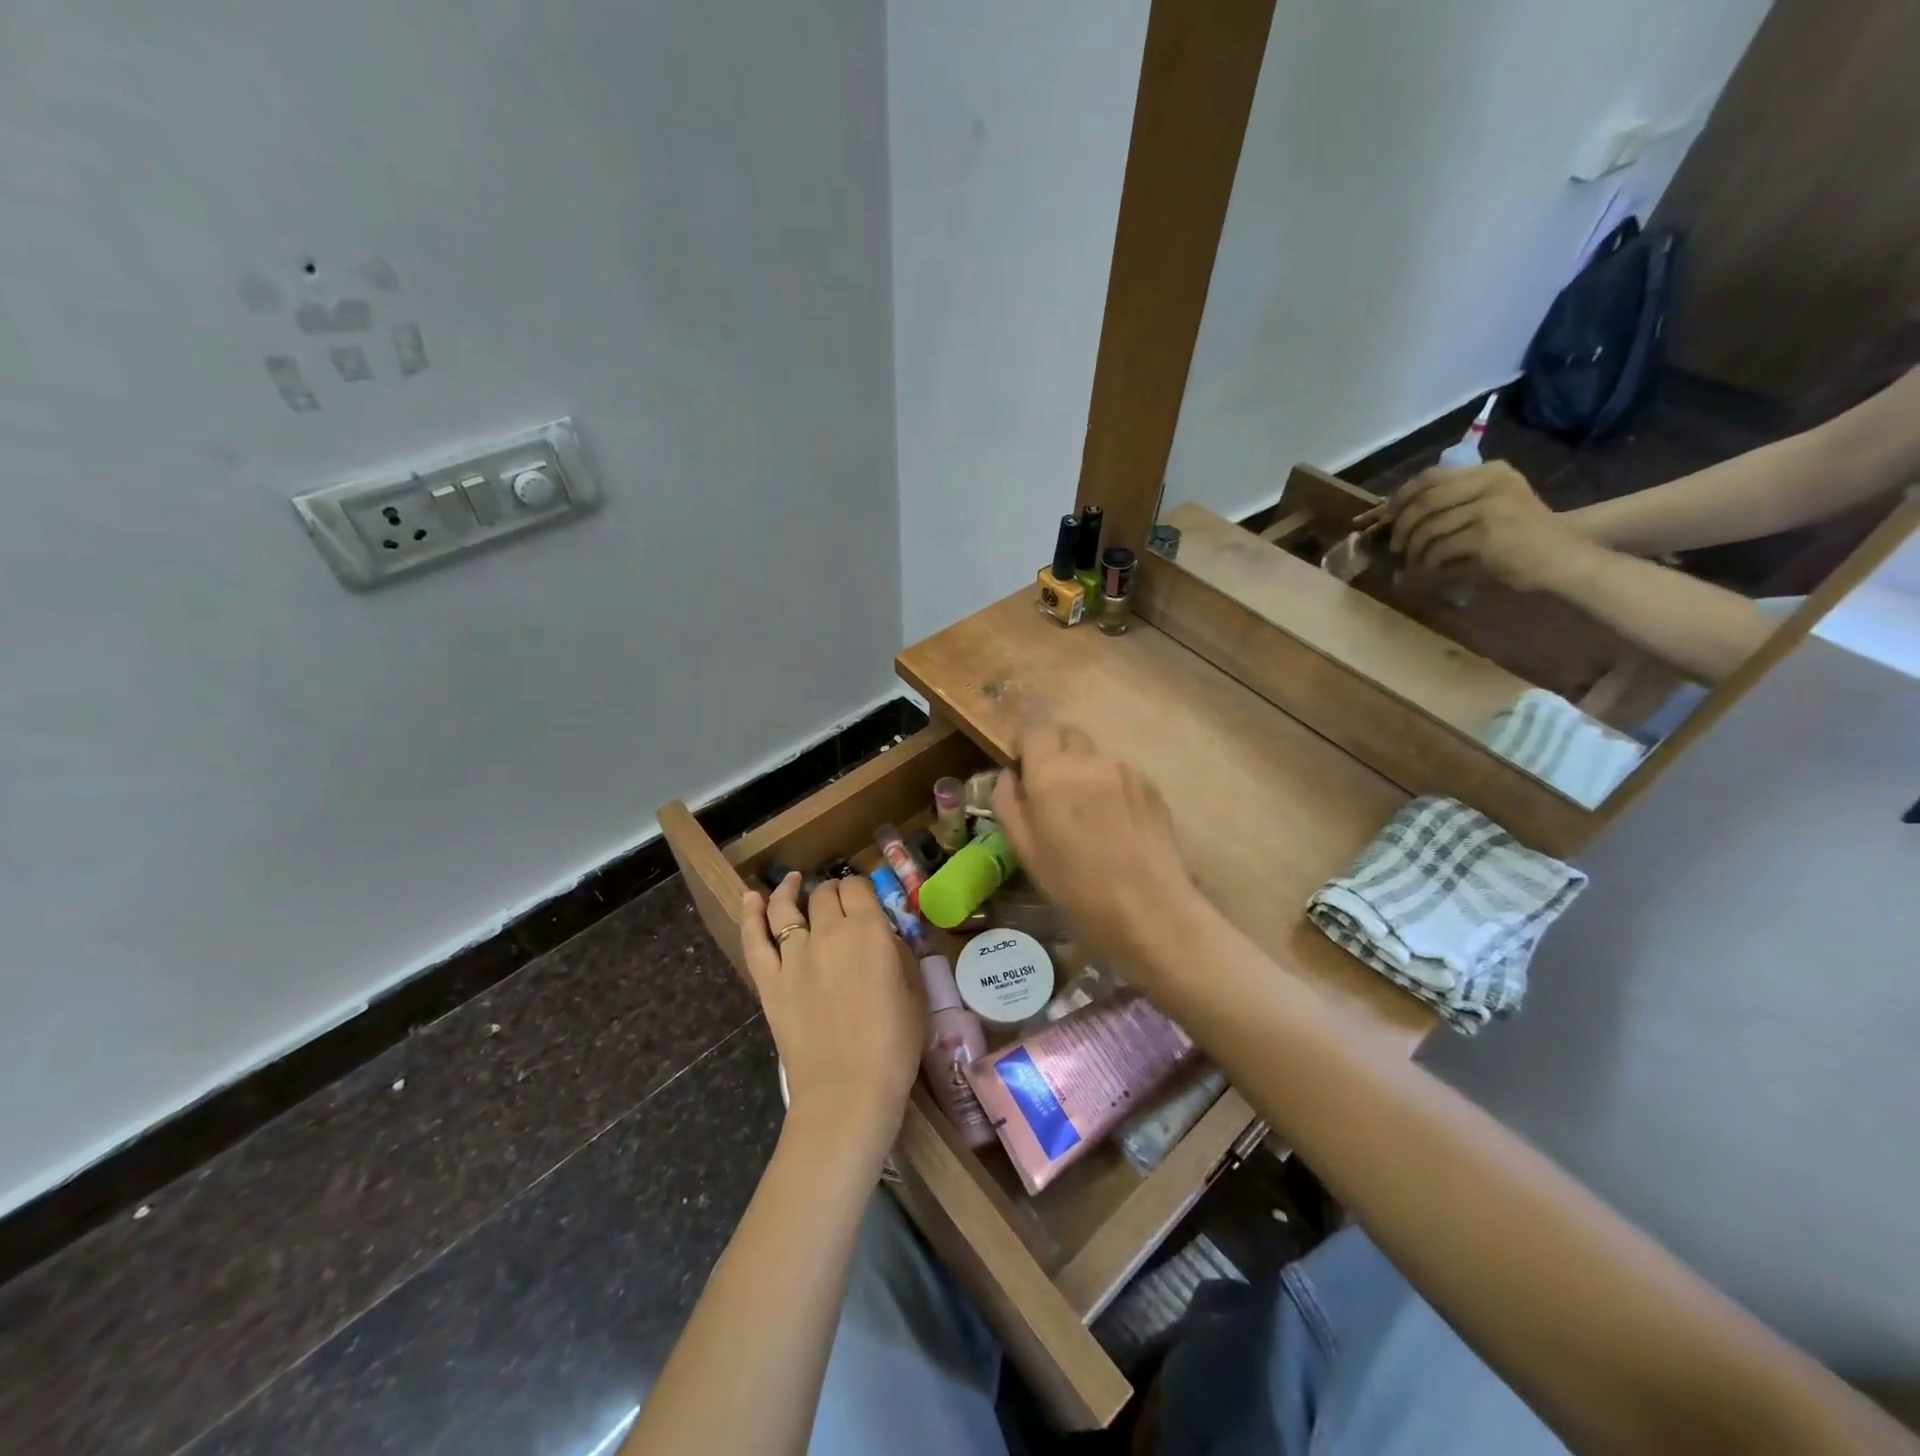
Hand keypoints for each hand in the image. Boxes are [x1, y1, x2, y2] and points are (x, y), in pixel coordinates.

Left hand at [742, 874, 924, 1148]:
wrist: (848, 1091)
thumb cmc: (893, 1044)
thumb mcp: (914, 991)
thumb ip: (897, 952)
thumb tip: (883, 936)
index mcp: (868, 930)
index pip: (858, 888)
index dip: (860, 889)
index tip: (864, 899)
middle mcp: (828, 932)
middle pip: (824, 894)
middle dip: (832, 892)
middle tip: (838, 904)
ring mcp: (793, 956)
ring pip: (785, 908)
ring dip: (789, 890)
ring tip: (791, 881)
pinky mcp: (769, 982)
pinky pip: (754, 940)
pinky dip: (751, 915)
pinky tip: (751, 898)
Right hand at [991, 724, 1198, 981]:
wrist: (1150, 911)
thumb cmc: (1076, 889)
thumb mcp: (1026, 852)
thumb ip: (1009, 804)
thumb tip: (1009, 776)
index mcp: (1050, 773)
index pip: (1033, 728)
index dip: (1024, 744)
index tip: (1022, 770)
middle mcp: (1088, 760)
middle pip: (1066, 734)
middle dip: (1054, 751)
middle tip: (1051, 791)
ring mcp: (1125, 770)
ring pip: (1095, 756)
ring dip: (1083, 771)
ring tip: (1087, 816)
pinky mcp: (1151, 786)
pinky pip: (1120, 774)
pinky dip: (1110, 787)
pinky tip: (1115, 826)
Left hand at [1362, 462, 1596, 591]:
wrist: (1562, 558)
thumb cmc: (1521, 538)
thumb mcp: (1490, 508)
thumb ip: (1451, 504)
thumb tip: (1394, 513)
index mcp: (1490, 472)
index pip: (1430, 476)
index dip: (1401, 497)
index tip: (1385, 517)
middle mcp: (1491, 482)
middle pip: (1424, 500)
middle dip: (1400, 526)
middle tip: (1395, 547)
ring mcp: (1490, 506)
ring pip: (1428, 527)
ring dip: (1413, 550)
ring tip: (1411, 564)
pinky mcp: (1487, 533)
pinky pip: (1439, 548)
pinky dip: (1427, 564)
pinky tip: (1427, 572)